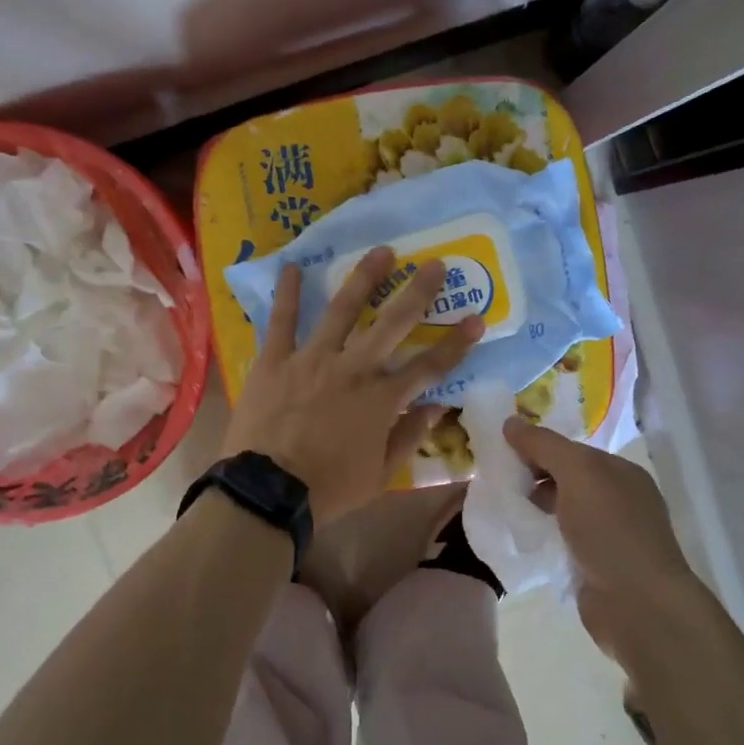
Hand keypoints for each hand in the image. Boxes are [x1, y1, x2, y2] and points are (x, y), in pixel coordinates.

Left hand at [222, 248, 482, 525]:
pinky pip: (281, 321)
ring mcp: (312, 359)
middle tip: (435, 265)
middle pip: (393, 323)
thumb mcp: (380, 474)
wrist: (267, 492)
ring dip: (364, 279)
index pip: (429, 366)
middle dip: (418, 292)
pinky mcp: (275, 360)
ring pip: (342, 310)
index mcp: (381, 399)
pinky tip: (292, 266)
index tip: (476, 319)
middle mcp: (353, 369)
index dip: (456, 344)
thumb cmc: (328, 488)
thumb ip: (409, 436)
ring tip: (381, 252)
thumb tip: (436, 407)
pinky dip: (287, 294)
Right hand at [501, 420, 705, 668]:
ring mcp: (609, 535)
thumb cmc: (610, 530)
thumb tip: (510, 421)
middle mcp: (618, 499)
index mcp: (620, 472)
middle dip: (532, 477)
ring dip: (534, 507)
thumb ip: (544, 445)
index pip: (570, 449)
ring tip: (502, 508)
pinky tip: (520, 537)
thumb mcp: (577, 473)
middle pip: (566, 478)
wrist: (638, 605)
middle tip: (495, 481)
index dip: (536, 447)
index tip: (499, 452)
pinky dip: (543, 536)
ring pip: (563, 510)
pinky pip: (562, 540)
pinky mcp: (596, 567)